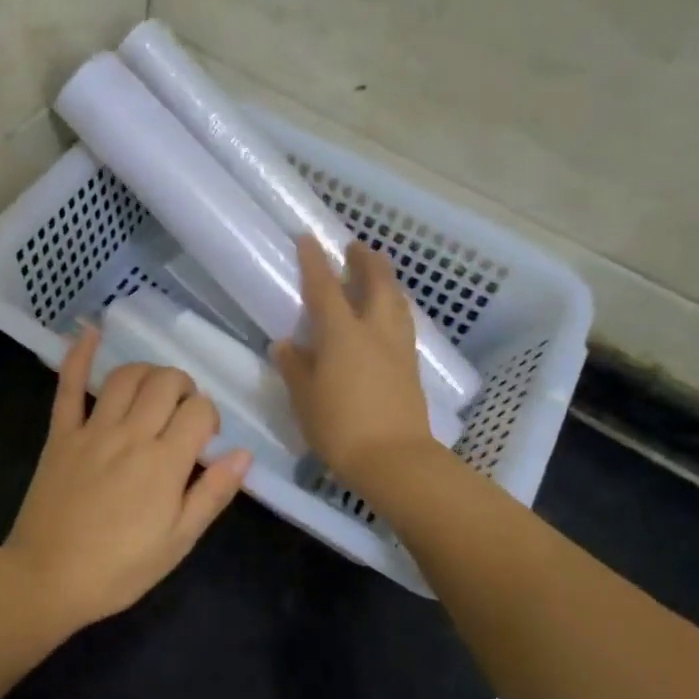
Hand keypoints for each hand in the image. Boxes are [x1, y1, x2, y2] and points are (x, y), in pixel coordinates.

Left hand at [1, 326, 250, 627]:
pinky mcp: (60, 434)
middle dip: (184, 387)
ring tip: (154, 389)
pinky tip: (89, 332)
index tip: (205, 439)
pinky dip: (78, 356)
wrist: (47, 579)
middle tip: (182, 412)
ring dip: (148, 373)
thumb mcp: (178, 542)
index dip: (210, 416)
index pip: (200, 411)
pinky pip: (68, 387)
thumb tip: (244, 454)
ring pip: (126, 377)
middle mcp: (131, 434)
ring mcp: (92, 430)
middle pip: (166, 383)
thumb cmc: (119, 569)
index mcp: (164, 462)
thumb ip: (212, 494)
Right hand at [273, 236, 437, 488]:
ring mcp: (398, 347)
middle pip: (377, 283)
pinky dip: (395, 306)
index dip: (315, 261)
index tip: (309, 238)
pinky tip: (389, 315)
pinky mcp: (411, 366)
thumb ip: (295, 366)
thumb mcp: (304, 397)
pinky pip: (404, 322)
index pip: (325, 287)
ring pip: (397, 301)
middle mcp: (374, 331)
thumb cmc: (339, 426)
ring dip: (386, 281)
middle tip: (356, 247)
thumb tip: (286, 344)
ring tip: (377, 274)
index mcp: (342, 334)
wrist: (393, 459)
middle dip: (366, 260)